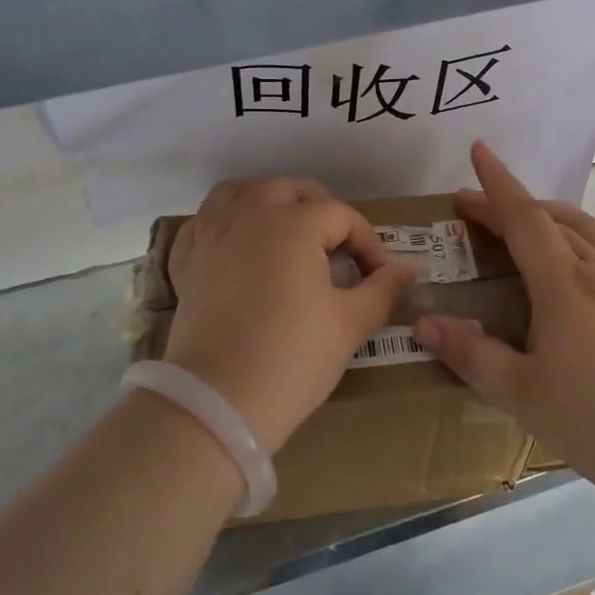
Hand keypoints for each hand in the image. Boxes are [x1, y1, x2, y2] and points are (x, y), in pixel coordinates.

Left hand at [165, 177, 413, 454]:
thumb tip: (406, 270)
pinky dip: (225, 220)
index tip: (381, 276)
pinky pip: (206, 220)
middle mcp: (250, 214)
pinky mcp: (188, 260)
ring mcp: (213, 234)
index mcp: (293, 223)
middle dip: (323, 211)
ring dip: (270, 200)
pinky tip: (238, 242)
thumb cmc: (291, 358)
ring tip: (288, 229)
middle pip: (292, 190)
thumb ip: (383, 290)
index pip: (342, 216)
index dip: (369, 243)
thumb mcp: (349, 325)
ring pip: (242, 191)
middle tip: (340, 249)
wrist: (216, 404)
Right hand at [414, 143, 594, 492]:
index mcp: (563, 284)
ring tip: (524, 222)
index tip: (478, 151)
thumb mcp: (521, 393)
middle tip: (475, 206)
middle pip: (551, 219)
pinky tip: (574, 263)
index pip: (524, 218)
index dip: (497, 183)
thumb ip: (471, 355)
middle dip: (511, 203)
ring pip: (584, 230)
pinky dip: (577, 237)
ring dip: (548, 214)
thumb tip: (424, 323)